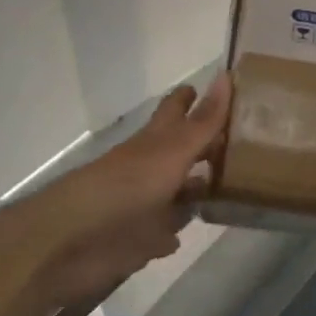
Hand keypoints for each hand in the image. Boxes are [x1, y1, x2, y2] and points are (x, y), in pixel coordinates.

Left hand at [16, 74, 231, 310]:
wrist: (74, 240)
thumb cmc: (128, 186)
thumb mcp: (173, 150)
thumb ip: (203, 121)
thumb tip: (227, 75)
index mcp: (156, 141)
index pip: (177, 110)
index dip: (193, 98)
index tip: (221, 89)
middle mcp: (151, 168)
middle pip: (181, 151)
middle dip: (204, 145)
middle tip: (241, 141)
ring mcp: (144, 205)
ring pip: (176, 193)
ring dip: (195, 191)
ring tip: (231, 188)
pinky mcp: (139, 241)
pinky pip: (163, 233)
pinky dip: (174, 232)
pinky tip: (189, 233)